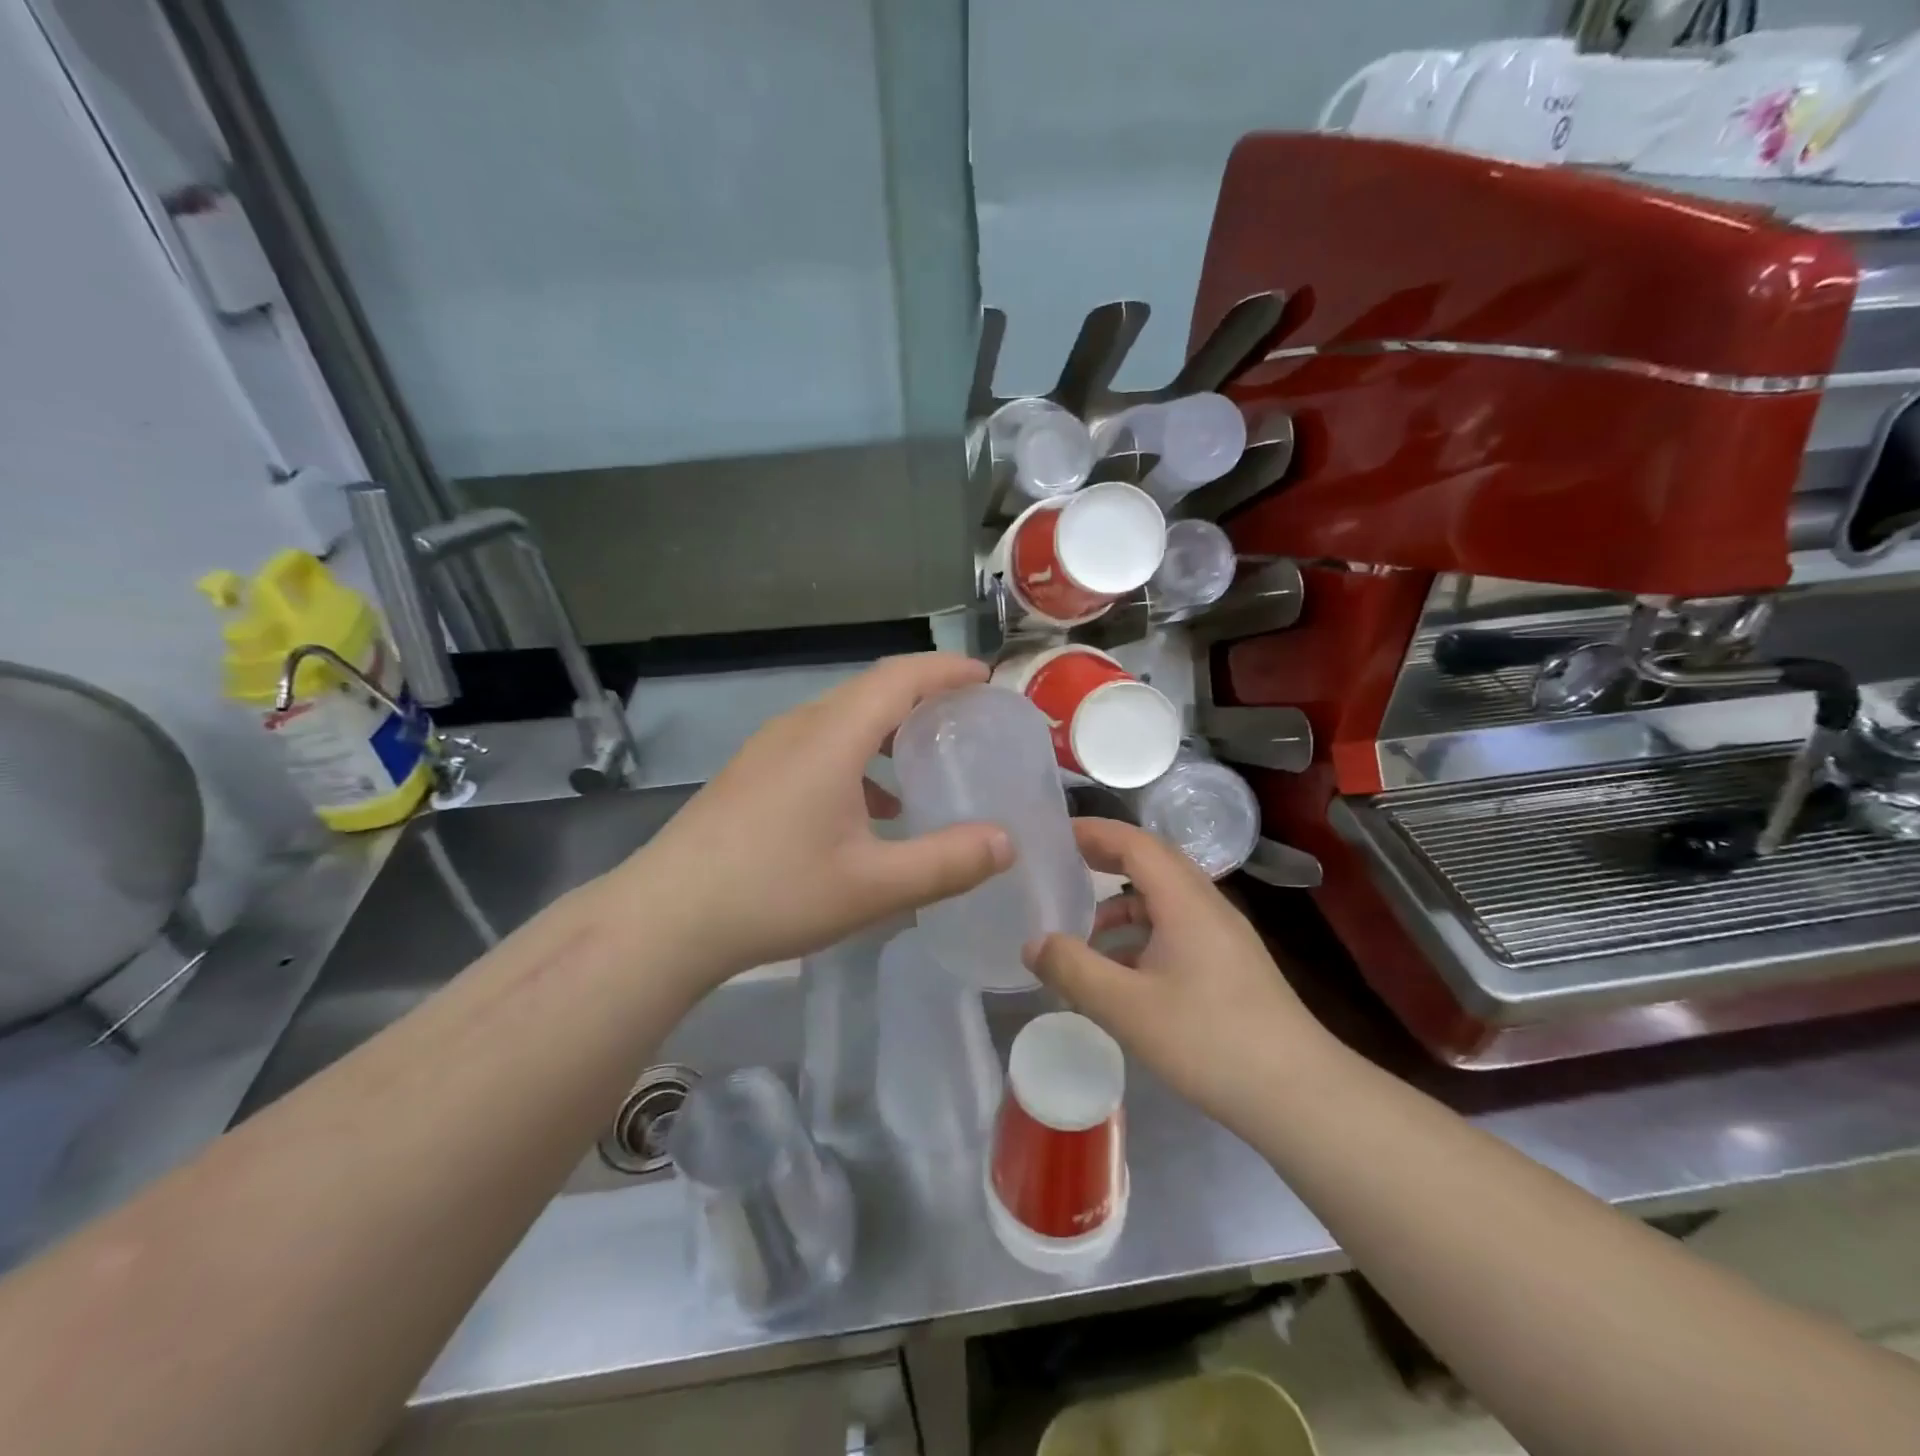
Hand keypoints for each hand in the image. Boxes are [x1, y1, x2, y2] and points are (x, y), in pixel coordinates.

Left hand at [614, 654, 1012, 981]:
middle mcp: (799, 728)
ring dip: (887, 731)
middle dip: (922, 697)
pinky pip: (817, 746)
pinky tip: (868, 810)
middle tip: (965, 720)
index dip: (946, 670)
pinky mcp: (750, 775)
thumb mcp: (873, 886)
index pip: (900, 677)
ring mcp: (768, 749)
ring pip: (841, 720)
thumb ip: (947, 862)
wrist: (664, 918)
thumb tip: (1007, 843)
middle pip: (871, 691)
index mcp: (832, 736)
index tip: (985, 678)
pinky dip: (856, 759)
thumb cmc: (774, 893)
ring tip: (922, 764)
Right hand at [1023, 818, 1338, 1133]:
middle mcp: (1208, 905)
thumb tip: (1033, 943)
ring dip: (1123, 904)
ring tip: (1083, 932)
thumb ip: (1073, 970)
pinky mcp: (1231, 964)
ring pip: (1165, 899)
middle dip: (1106, 859)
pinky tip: (1123, 972)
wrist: (1299, 1094)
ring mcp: (1224, 935)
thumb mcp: (1127, 1008)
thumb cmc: (1209, 1041)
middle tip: (1062, 868)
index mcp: (1186, 901)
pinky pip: (1177, 927)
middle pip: (1152, 862)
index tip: (1055, 833)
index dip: (1094, 832)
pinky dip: (1143, 933)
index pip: (1135, 843)